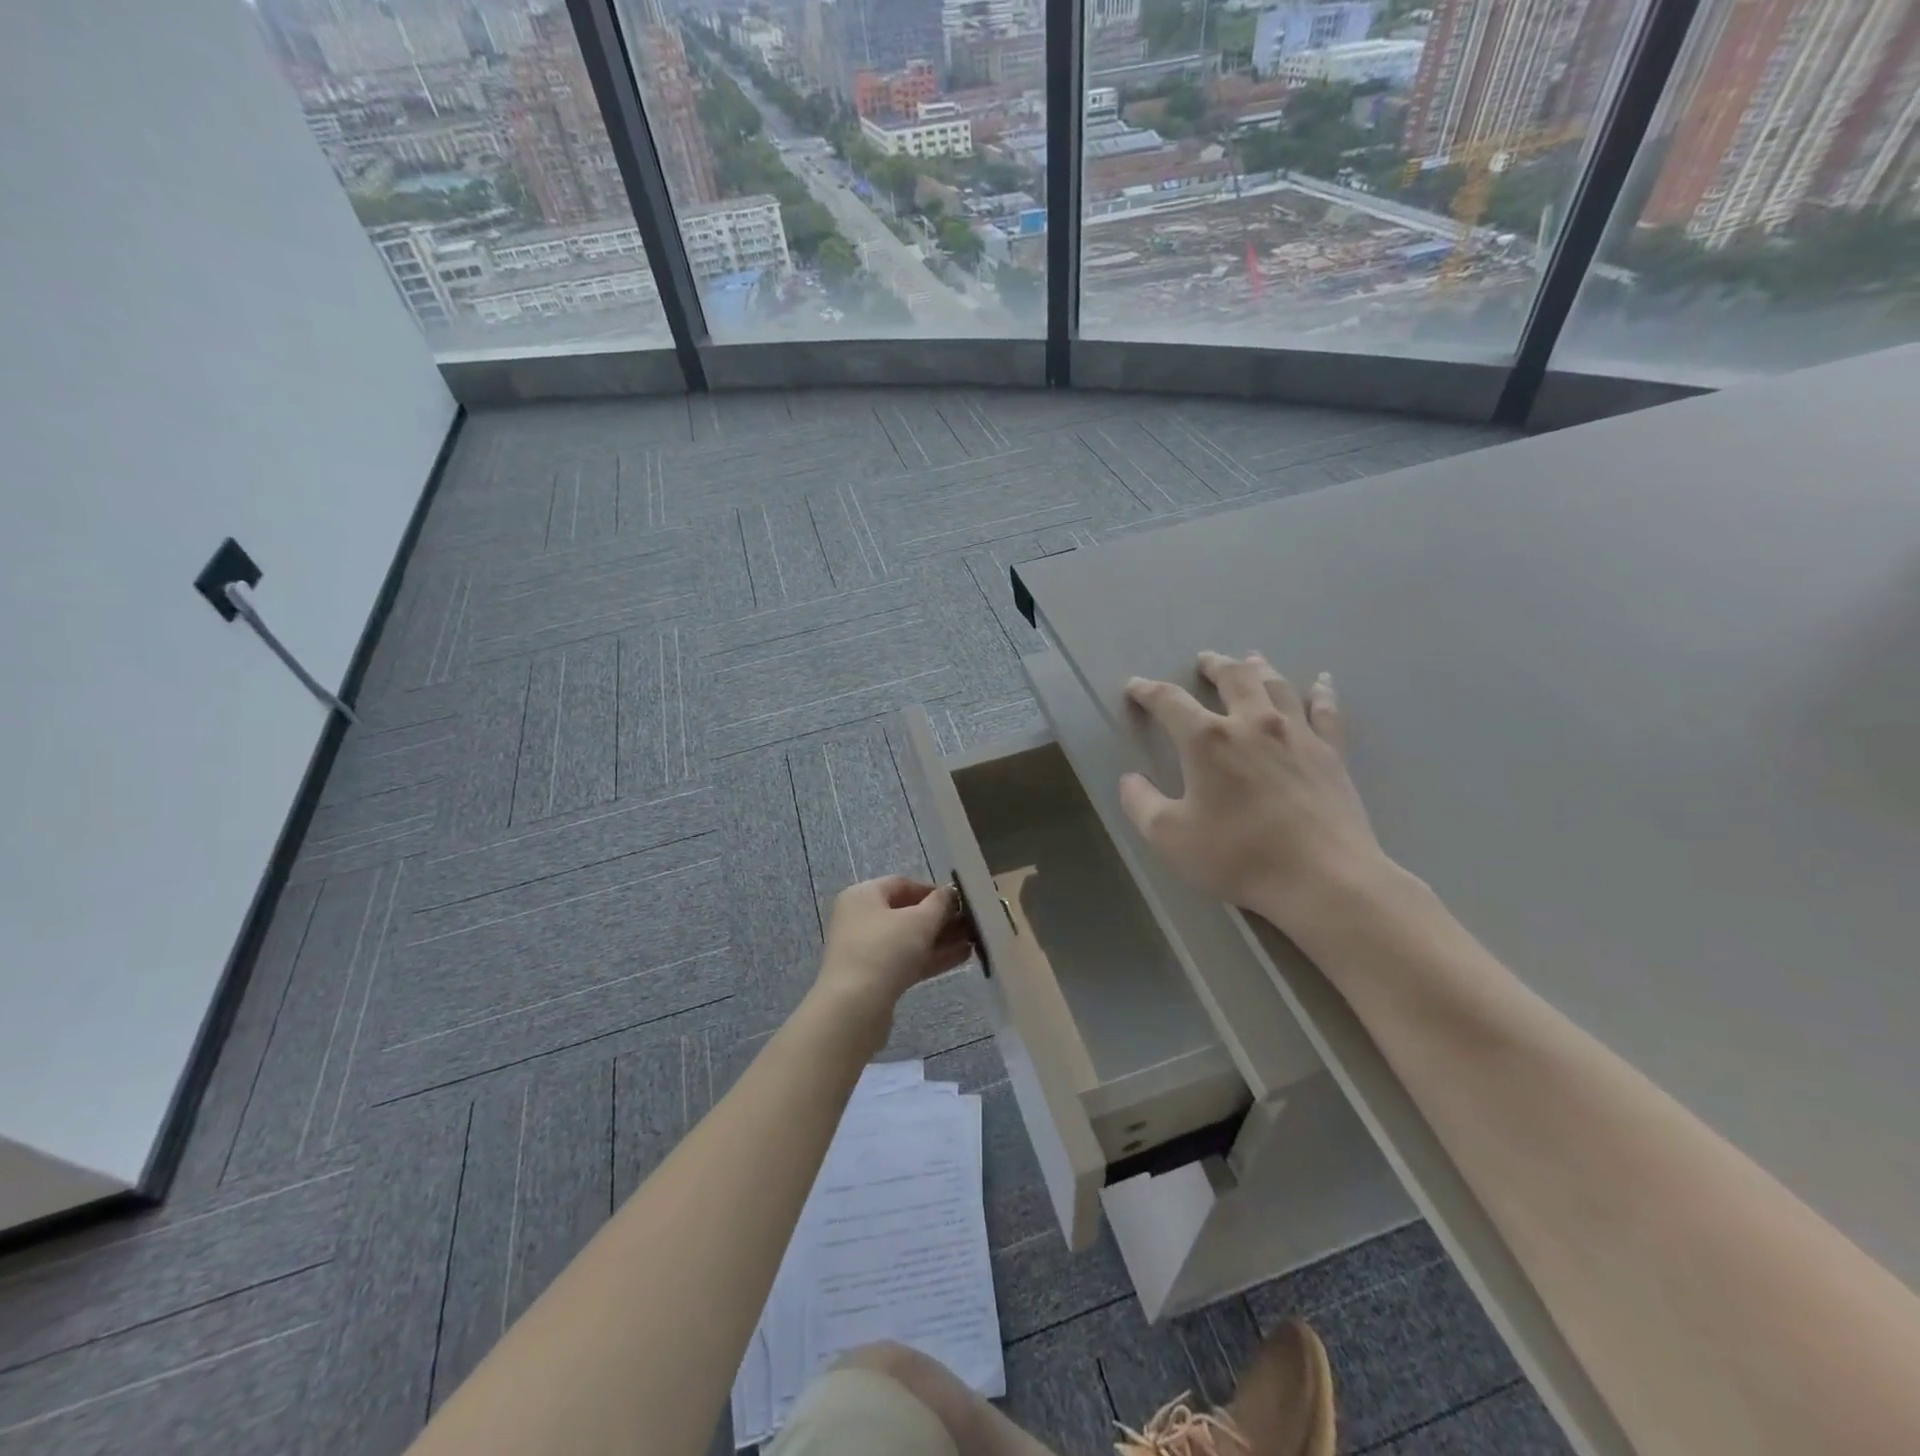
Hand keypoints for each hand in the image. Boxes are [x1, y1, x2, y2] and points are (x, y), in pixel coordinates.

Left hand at [812, 876, 972, 1045]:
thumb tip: (950, 892)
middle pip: (906, 912)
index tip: (959, 900)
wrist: (854, 1007)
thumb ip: (939, 904)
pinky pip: (906, 960)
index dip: (933, 890)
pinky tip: (961, 957)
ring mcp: (865, 950)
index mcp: (863, 896)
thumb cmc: (885, 950)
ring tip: (973, 941)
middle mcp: (860, 918)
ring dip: (940, 939)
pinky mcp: (873, 978)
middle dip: (940, 918)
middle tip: (970, 923)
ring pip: (908, 939)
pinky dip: (930, 957)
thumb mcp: (919, 921)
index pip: (902, 884)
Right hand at [1119, 652, 1391, 933]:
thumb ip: (1142, 804)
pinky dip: (1322, 692)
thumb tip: (1129, 780)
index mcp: (1207, 740)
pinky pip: (1325, 711)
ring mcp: (1296, 734)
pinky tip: (1323, 681)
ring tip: (1250, 659)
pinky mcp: (1331, 753)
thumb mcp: (1170, 837)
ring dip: (1259, 668)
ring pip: (1276, 685)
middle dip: (1214, 665)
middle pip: (1232, 677)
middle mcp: (1251, 723)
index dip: (1148, 691)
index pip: (1169, 701)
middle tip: (1204, 660)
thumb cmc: (1239, 856)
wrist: (1323, 878)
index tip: (1135, 686)